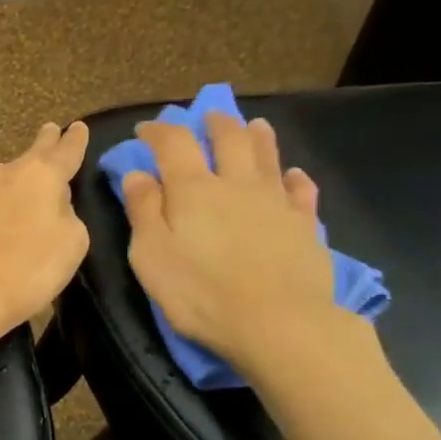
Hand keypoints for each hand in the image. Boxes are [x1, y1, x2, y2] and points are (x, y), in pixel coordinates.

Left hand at [0, 121, 91, 345]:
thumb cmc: (24, 276)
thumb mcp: (71, 246)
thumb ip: (67, 213)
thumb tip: (52, 202)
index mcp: (40, 177)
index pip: (64, 151)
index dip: (74, 140)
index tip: (77, 127)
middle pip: (25, 159)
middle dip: (41, 147)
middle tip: (47, 134)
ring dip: (0, 194)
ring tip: (0, 219)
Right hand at [120, 110, 338, 374]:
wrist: (276, 322)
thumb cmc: (200, 294)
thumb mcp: (151, 256)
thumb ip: (143, 212)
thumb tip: (136, 174)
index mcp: (194, 189)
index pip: (174, 144)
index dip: (159, 131)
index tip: (146, 129)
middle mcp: (237, 183)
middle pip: (228, 138)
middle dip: (214, 123)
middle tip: (206, 117)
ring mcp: (276, 201)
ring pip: (267, 156)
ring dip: (257, 136)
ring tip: (253, 125)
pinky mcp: (304, 224)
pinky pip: (301, 190)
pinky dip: (294, 178)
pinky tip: (293, 176)